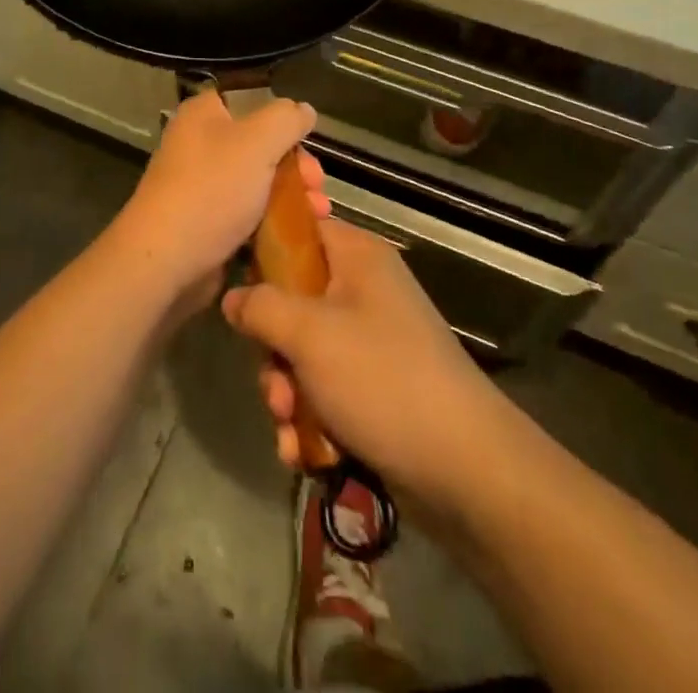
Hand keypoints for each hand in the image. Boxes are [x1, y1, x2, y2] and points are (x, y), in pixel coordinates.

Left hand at [111, 90, 326, 313]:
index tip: (307, 141)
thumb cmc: (212, 190)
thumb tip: (303, 110)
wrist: (165, 261)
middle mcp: (200, 144)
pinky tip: (298, 233)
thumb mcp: (257, 142)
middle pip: (260, 145)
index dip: (282, 118)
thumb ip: (286, 120)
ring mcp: (202, 185)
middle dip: (296, 166)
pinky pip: (248, 214)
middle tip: (317, 186)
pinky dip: (273, 221)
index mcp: (204, 114)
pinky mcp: (207, 222)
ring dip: (292, 196)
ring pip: (258, 182)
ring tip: (319, 214)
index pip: (249, 101)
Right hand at [222, 219, 501, 496]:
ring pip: (303, 351)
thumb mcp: (310, 334)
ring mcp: (371, 341)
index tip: (236, 285)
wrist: (464, 468)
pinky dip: (309, 417)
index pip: (299, 229)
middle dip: (273, 349)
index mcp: (356, 257)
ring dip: (286, 391)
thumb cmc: (382, 379)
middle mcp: (364, 290)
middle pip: (293, 299)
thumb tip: (233, 297)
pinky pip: (325, 389)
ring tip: (289, 426)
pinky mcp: (375, 387)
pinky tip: (302, 451)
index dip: (264, 251)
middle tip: (274, 382)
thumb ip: (261, 307)